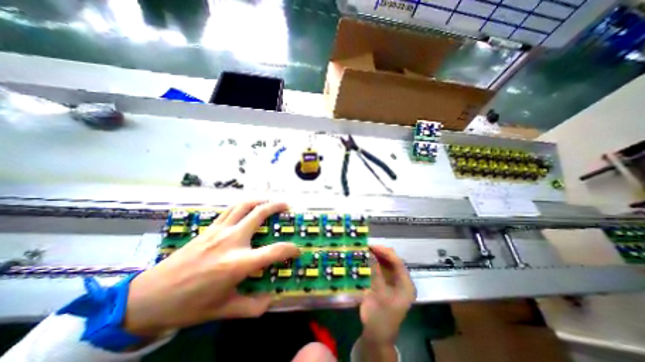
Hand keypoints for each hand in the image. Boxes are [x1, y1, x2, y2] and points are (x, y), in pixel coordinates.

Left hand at [123, 201, 299, 336]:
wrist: (147, 297)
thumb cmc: (188, 306)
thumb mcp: (223, 310)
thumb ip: (252, 306)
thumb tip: (272, 299)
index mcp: (237, 264)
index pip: (274, 252)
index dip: (290, 249)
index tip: (296, 250)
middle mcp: (231, 241)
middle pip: (259, 214)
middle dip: (276, 206)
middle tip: (287, 206)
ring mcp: (219, 231)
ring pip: (244, 206)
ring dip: (260, 200)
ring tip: (269, 200)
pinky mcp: (209, 228)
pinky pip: (230, 210)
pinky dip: (243, 205)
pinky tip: (247, 207)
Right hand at [361, 244, 414, 342]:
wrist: (376, 335)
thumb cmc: (380, 317)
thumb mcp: (378, 294)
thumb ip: (376, 273)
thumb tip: (371, 254)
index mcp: (405, 285)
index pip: (397, 262)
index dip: (385, 252)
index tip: (372, 246)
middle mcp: (401, 280)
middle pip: (392, 261)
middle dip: (380, 252)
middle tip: (366, 246)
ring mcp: (392, 281)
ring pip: (385, 263)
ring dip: (375, 256)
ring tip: (364, 249)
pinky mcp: (384, 282)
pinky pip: (379, 268)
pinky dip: (372, 262)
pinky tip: (364, 258)